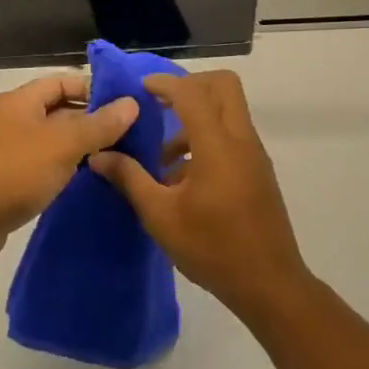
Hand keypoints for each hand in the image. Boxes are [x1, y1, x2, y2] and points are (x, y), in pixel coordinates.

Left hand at [0, 74, 137, 274]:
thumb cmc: (15, 172)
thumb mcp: (63, 144)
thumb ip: (99, 125)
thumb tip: (132, 103)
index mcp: (20, 101)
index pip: (61, 81)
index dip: (92, 89)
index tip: (124, 105)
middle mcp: (12, 120)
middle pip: (58, 111)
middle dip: (91, 120)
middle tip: (128, 134)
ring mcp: (8, 150)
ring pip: (52, 141)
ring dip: (80, 147)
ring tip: (117, 157)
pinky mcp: (8, 180)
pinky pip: (43, 165)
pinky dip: (64, 169)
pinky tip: (87, 180)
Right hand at [89, 70, 310, 319]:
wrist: (269, 285)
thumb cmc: (212, 248)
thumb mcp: (160, 216)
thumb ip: (130, 179)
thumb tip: (99, 156)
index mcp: (218, 145)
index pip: (192, 92)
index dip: (164, 83)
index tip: (139, 89)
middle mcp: (241, 140)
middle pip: (222, 85)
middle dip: (189, 86)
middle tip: (158, 106)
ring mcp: (254, 155)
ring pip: (228, 110)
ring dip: (196, 116)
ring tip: (162, 156)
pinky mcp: (258, 171)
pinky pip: (232, 135)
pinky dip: (207, 137)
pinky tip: (182, 178)